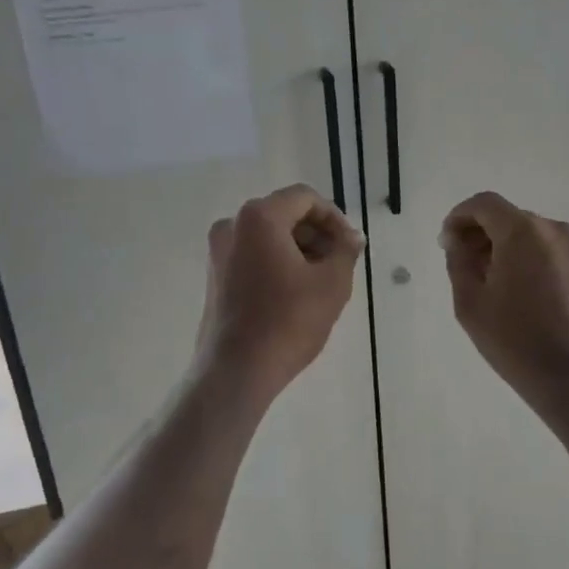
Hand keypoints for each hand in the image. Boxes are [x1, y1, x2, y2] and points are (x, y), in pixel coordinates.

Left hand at [196, 184, 365, 402]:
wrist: (236, 370)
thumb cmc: (288, 321)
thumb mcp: (332, 283)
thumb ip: (346, 250)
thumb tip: (352, 237)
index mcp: (259, 217)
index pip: (305, 198)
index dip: (334, 217)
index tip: (350, 245)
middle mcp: (232, 225)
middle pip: (285, 214)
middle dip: (317, 234)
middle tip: (340, 262)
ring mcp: (219, 251)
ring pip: (269, 235)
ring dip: (300, 249)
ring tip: (322, 280)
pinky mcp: (215, 275)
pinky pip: (253, 254)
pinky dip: (278, 262)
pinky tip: (297, 292)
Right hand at [441, 191, 568, 405]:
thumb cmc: (514, 339)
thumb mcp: (470, 301)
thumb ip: (458, 261)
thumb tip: (456, 241)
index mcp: (523, 232)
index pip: (484, 204)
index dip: (459, 216)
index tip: (446, 242)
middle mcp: (552, 230)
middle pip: (506, 216)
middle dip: (479, 233)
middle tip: (459, 261)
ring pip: (525, 232)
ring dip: (500, 245)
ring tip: (483, 278)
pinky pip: (543, 248)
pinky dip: (522, 255)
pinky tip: (510, 287)